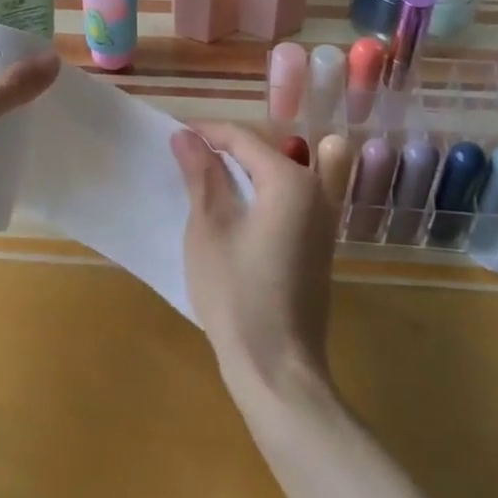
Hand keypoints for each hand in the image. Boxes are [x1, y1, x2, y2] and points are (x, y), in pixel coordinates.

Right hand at [172, 121, 336, 401]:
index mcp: (290, 181)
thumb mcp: (209, 228)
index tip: (174, 134)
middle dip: (228, 146)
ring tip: (210, 177)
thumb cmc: (236, 293)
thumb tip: (186, 136)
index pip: (244, 138)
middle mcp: (316, 191)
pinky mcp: (319, 243)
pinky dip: (264, 190)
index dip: (207, 131)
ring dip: (248, 167)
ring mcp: (324, 219)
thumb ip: (202, 175)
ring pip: (284, 171)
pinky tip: (237, 207)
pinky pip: (292, 197)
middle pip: (267, 151)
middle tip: (188, 155)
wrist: (277, 366)